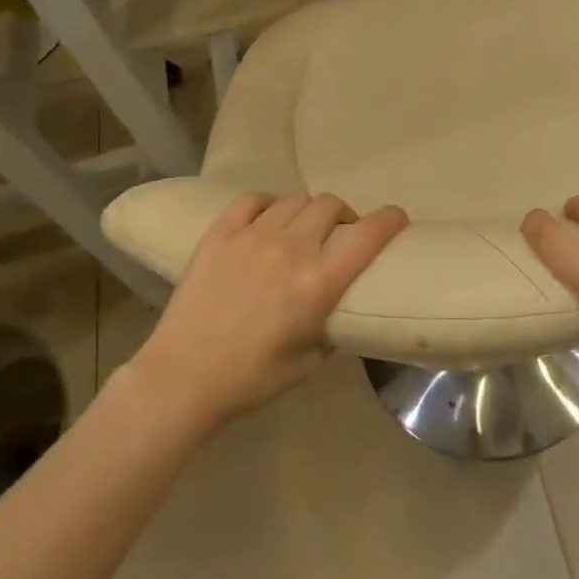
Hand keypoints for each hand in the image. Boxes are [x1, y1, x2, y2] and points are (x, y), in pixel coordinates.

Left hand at [126, 193, 407, 429]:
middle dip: (344, 217)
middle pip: (332, 206)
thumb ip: (332, 325)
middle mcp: (292, 249)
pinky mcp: (220, 234)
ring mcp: (253, 236)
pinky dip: (268, 204)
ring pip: (296, 200)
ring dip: (308, 212)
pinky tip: (268, 220)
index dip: (390, 220)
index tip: (396, 220)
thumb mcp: (310, 361)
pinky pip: (253, 199)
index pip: (369, 234)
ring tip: (302, 230)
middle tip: (339, 236)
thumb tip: (340, 306)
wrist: (182, 379)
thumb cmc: (251, 379)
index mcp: (319, 283)